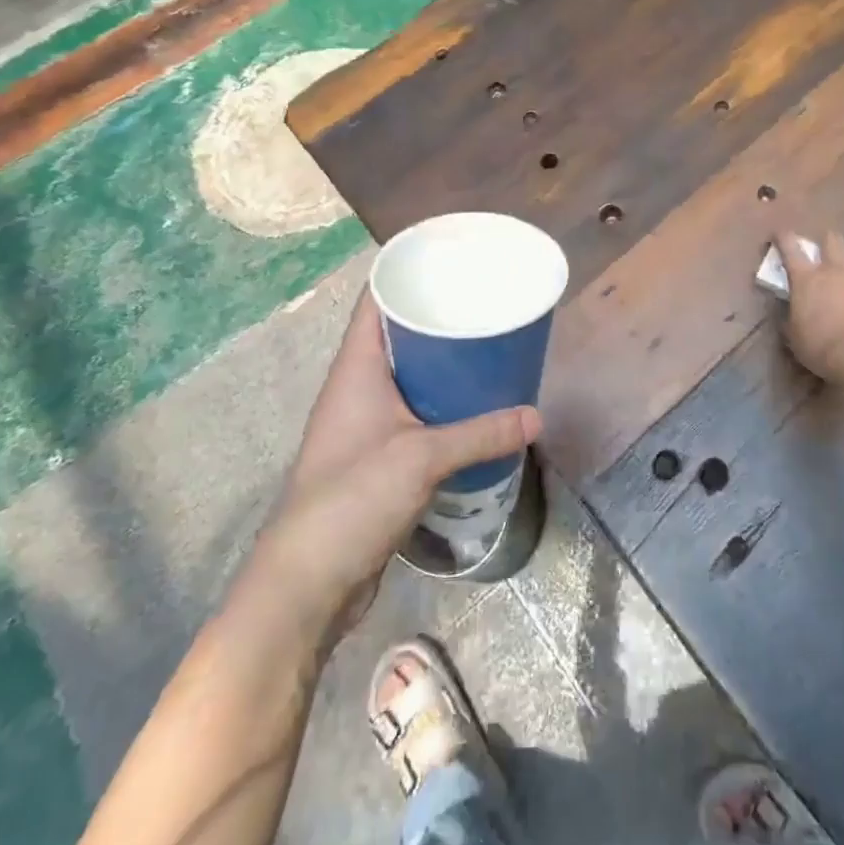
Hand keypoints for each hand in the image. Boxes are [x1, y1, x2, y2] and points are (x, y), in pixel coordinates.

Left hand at [256, 291, 539, 642]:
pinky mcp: (376, 456)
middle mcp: (358, 386)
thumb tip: (536, 417)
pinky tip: (474, 406)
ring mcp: (365, 423)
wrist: (307, 583)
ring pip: (408, 375)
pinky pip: (413, 412)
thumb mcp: (423, 458)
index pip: (377, 300)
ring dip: (442, 364)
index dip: (407, 273)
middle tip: (485, 303)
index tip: (451, 260)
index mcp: (357, 367)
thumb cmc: (353, 498)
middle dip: (438, 317)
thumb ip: (482, 434)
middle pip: (398, 334)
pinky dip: (441, 403)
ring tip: (489, 347)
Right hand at [776, 229, 843, 389]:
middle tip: (828, 252)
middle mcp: (837, 270)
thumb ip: (791, 319)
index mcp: (807, 279)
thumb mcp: (795, 338)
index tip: (781, 235)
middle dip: (829, 241)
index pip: (790, 247)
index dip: (784, 238)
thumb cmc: (823, 348)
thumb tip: (789, 313)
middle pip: (832, 239)